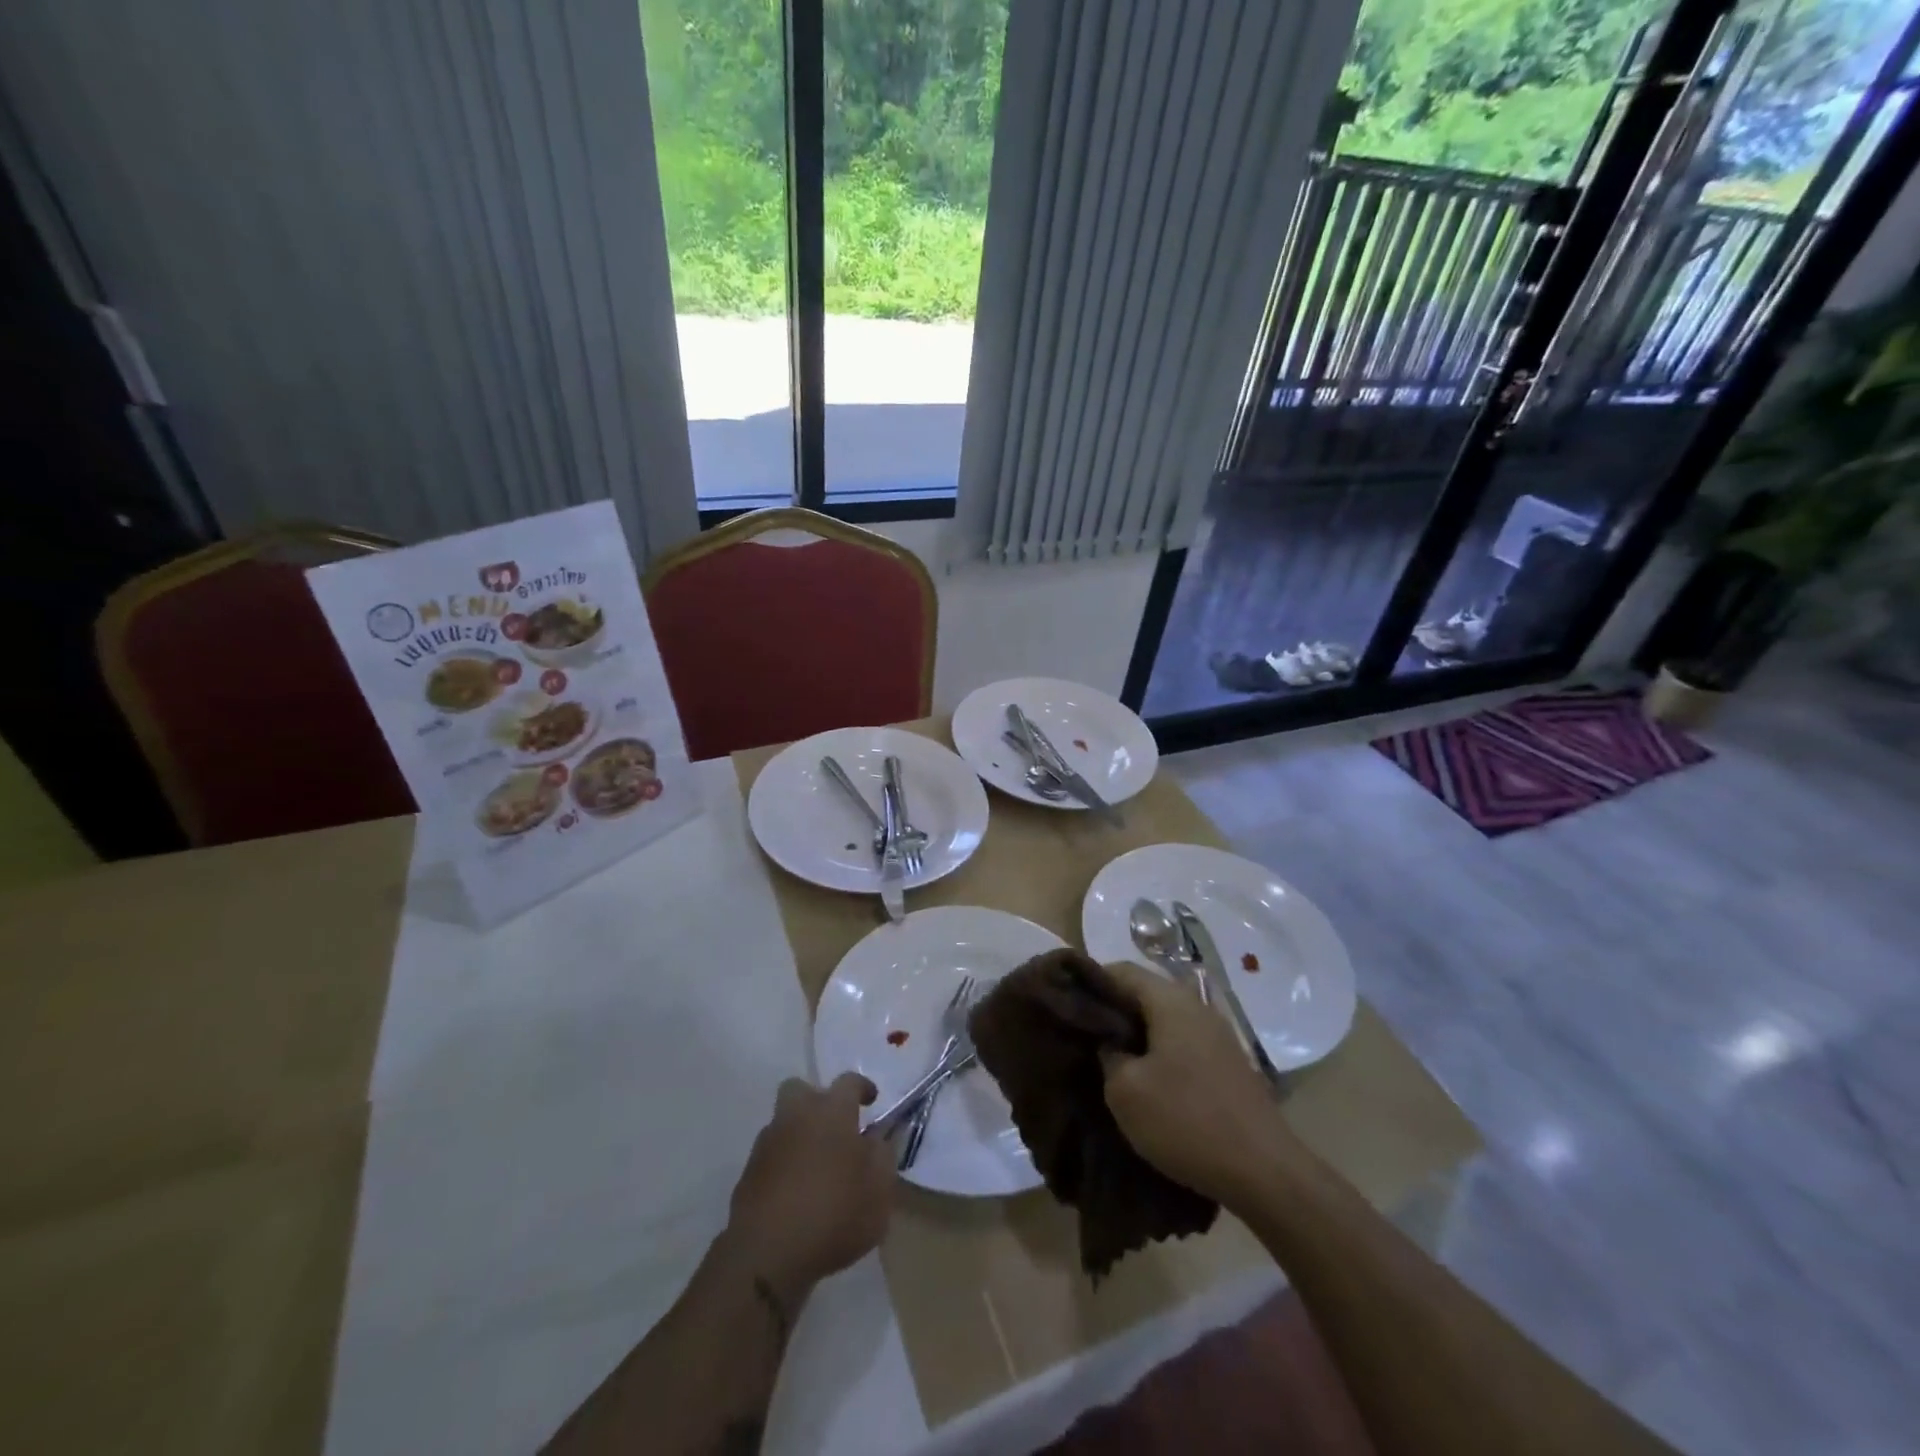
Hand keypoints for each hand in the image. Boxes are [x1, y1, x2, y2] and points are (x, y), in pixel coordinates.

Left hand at [724, 1073, 895, 1298]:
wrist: (767, 1254)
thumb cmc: (834, 1213)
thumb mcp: (879, 1190)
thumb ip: (882, 1157)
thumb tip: (876, 1139)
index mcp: (832, 1111)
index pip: (848, 1082)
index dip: (862, 1087)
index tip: (871, 1099)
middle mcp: (797, 1116)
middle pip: (801, 1090)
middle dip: (817, 1101)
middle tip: (834, 1126)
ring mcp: (768, 1144)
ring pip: (784, 1123)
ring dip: (799, 1135)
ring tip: (817, 1167)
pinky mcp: (748, 1174)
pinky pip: (772, 1157)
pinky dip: (784, 1165)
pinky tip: (796, 1193)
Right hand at [1100, 960, 1297, 1207]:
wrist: (1264, 1172)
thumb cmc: (1186, 1121)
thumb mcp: (1125, 1090)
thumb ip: (1107, 1053)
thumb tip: (1108, 1042)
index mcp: (1170, 1000)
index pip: (1120, 970)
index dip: (1090, 983)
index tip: (1067, 1006)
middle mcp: (1196, 1006)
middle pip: (1143, 993)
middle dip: (1112, 1011)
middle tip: (1083, 1036)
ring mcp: (1216, 1035)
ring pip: (1162, 1020)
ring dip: (1135, 1035)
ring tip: (1108, 1060)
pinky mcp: (1227, 1064)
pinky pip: (1181, 1043)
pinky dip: (1158, 1053)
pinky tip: (1145, 1081)